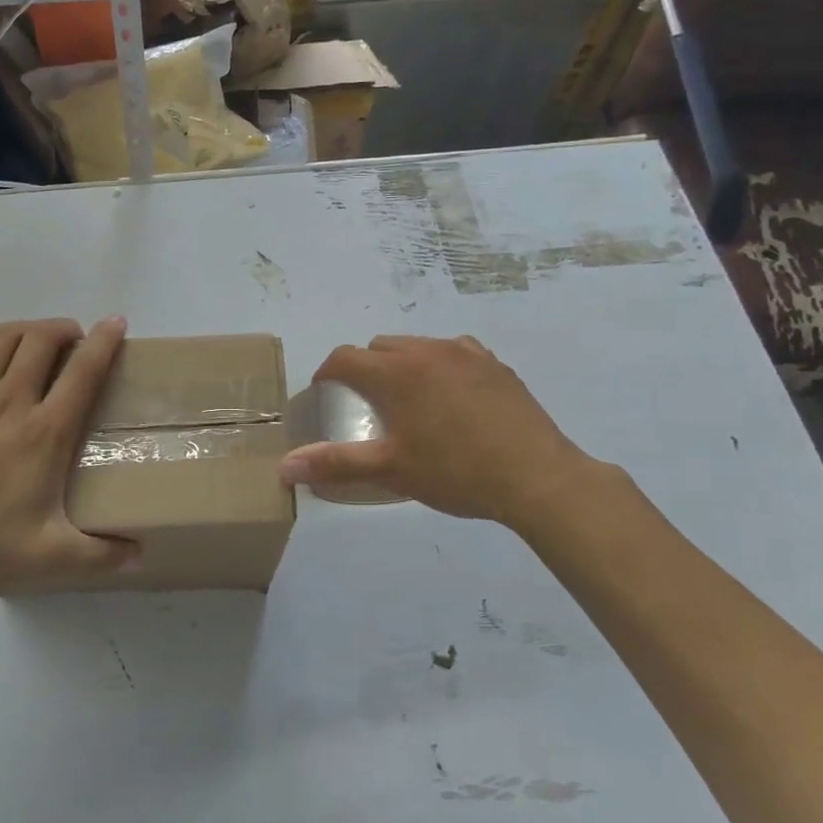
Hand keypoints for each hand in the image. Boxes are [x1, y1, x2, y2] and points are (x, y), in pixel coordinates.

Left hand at [0, 314, 137, 608]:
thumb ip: (98, 556)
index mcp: (45, 431)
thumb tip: (139, 556)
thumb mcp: (46, 558)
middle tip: (76, 338)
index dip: (105, 342)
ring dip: (28, 327)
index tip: (116, 323)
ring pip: (4, 338)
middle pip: (43, 340)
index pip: (84, 371)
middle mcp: (11, 399)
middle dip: (65, 329)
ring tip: (40, 334)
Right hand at [279, 335, 607, 530]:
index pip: (345, 358)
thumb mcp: (391, 470)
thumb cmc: (456, 473)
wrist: (537, 477)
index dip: (326, 373)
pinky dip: (440, 366)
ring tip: (409, 401)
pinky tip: (452, 398)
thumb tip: (284, 467)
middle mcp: (427, 350)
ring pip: (417, 346)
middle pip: (380, 347)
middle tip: (366, 405)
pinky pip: (454, 352)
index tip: (324, 395)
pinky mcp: (495, 364)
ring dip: (402, 365)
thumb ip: (336, 463)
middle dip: (364, 368)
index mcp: (397, 372)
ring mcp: (466, 353)